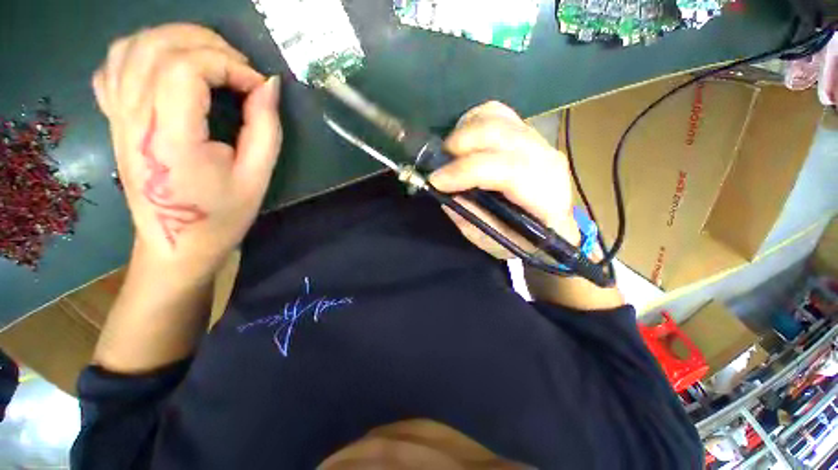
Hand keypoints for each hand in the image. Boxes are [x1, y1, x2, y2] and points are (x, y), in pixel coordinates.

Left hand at [93, 24, 280, 285]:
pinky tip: (168, 64)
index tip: (257, 86)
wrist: (177, 245)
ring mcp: (118, 117)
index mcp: (170, 139)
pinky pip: (114, 66)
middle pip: (158, 48)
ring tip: (210, 58)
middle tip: (240, 67)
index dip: (228, 65)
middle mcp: (134, 120)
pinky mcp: (115, 120)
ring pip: (132, 47)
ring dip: (175, 39)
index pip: (187, 70)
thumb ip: (265, 129)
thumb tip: (268, 86)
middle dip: (207, 44)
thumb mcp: (257, 177)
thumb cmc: (222, 216)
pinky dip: (142, 51)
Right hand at [429, 101, 579, 259]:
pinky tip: (465, 140)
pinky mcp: (529, 133)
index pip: (506, 170)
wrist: (552, 227)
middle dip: (460, 144)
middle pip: (500, 133)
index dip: (466, 172)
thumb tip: (444, 192)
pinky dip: (474, 121)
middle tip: (438, 164)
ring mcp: (540, 141)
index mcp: (545, 196)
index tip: (435, 181)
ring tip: (450, 153)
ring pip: (497, 117)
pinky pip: (498, 113)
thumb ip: (470, 218)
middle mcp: (547, 160)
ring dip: (465, 131)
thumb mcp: (494, 241)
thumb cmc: (524, 241)